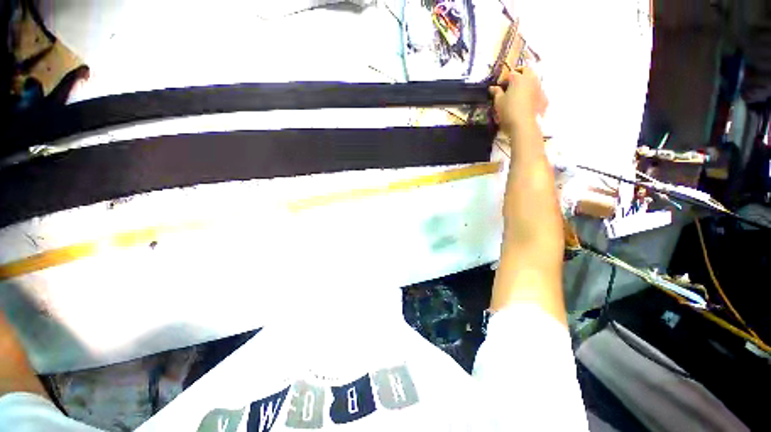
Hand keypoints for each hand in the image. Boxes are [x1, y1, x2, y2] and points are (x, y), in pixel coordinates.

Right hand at [488, 67, 546, 134]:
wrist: (524, 125)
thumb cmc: (508, 111)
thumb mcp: (498, 102)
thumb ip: (496, 92)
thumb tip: (492, 87)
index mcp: (518, 78)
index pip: (510, 73)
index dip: (503, 79)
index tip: (499, 86)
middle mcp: (531, 79)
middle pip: (526, 70)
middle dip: (519, 73)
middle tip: (511, 82)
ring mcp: (539, 87)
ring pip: (534, 79)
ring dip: (527, 82)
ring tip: (519, 92)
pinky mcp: (544, 98)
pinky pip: (538, 90)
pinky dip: (532, 92)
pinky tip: (527, 101)